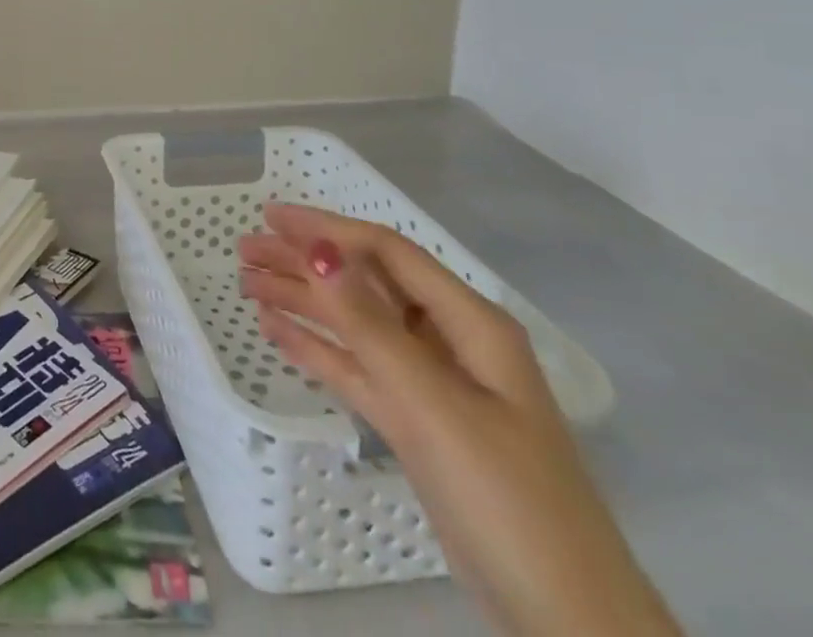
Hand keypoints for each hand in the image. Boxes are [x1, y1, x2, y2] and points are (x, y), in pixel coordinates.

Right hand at [240, 204, 681, 636]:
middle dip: (304, 262)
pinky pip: (357, 369)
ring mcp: (433, 386)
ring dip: (303, 302)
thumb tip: (319, 249)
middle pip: (365, 284)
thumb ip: (370, 326)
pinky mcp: (417, 425)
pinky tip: (276, 332)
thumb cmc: (508, 501)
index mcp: (470, 324)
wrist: (568, 627)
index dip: (327, 228)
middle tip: (244, 251)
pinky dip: (317, 348)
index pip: (386, 253)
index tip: (270, 216)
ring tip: (247, 286)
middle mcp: (450, 342)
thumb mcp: (433, 406)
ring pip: (355, 326)